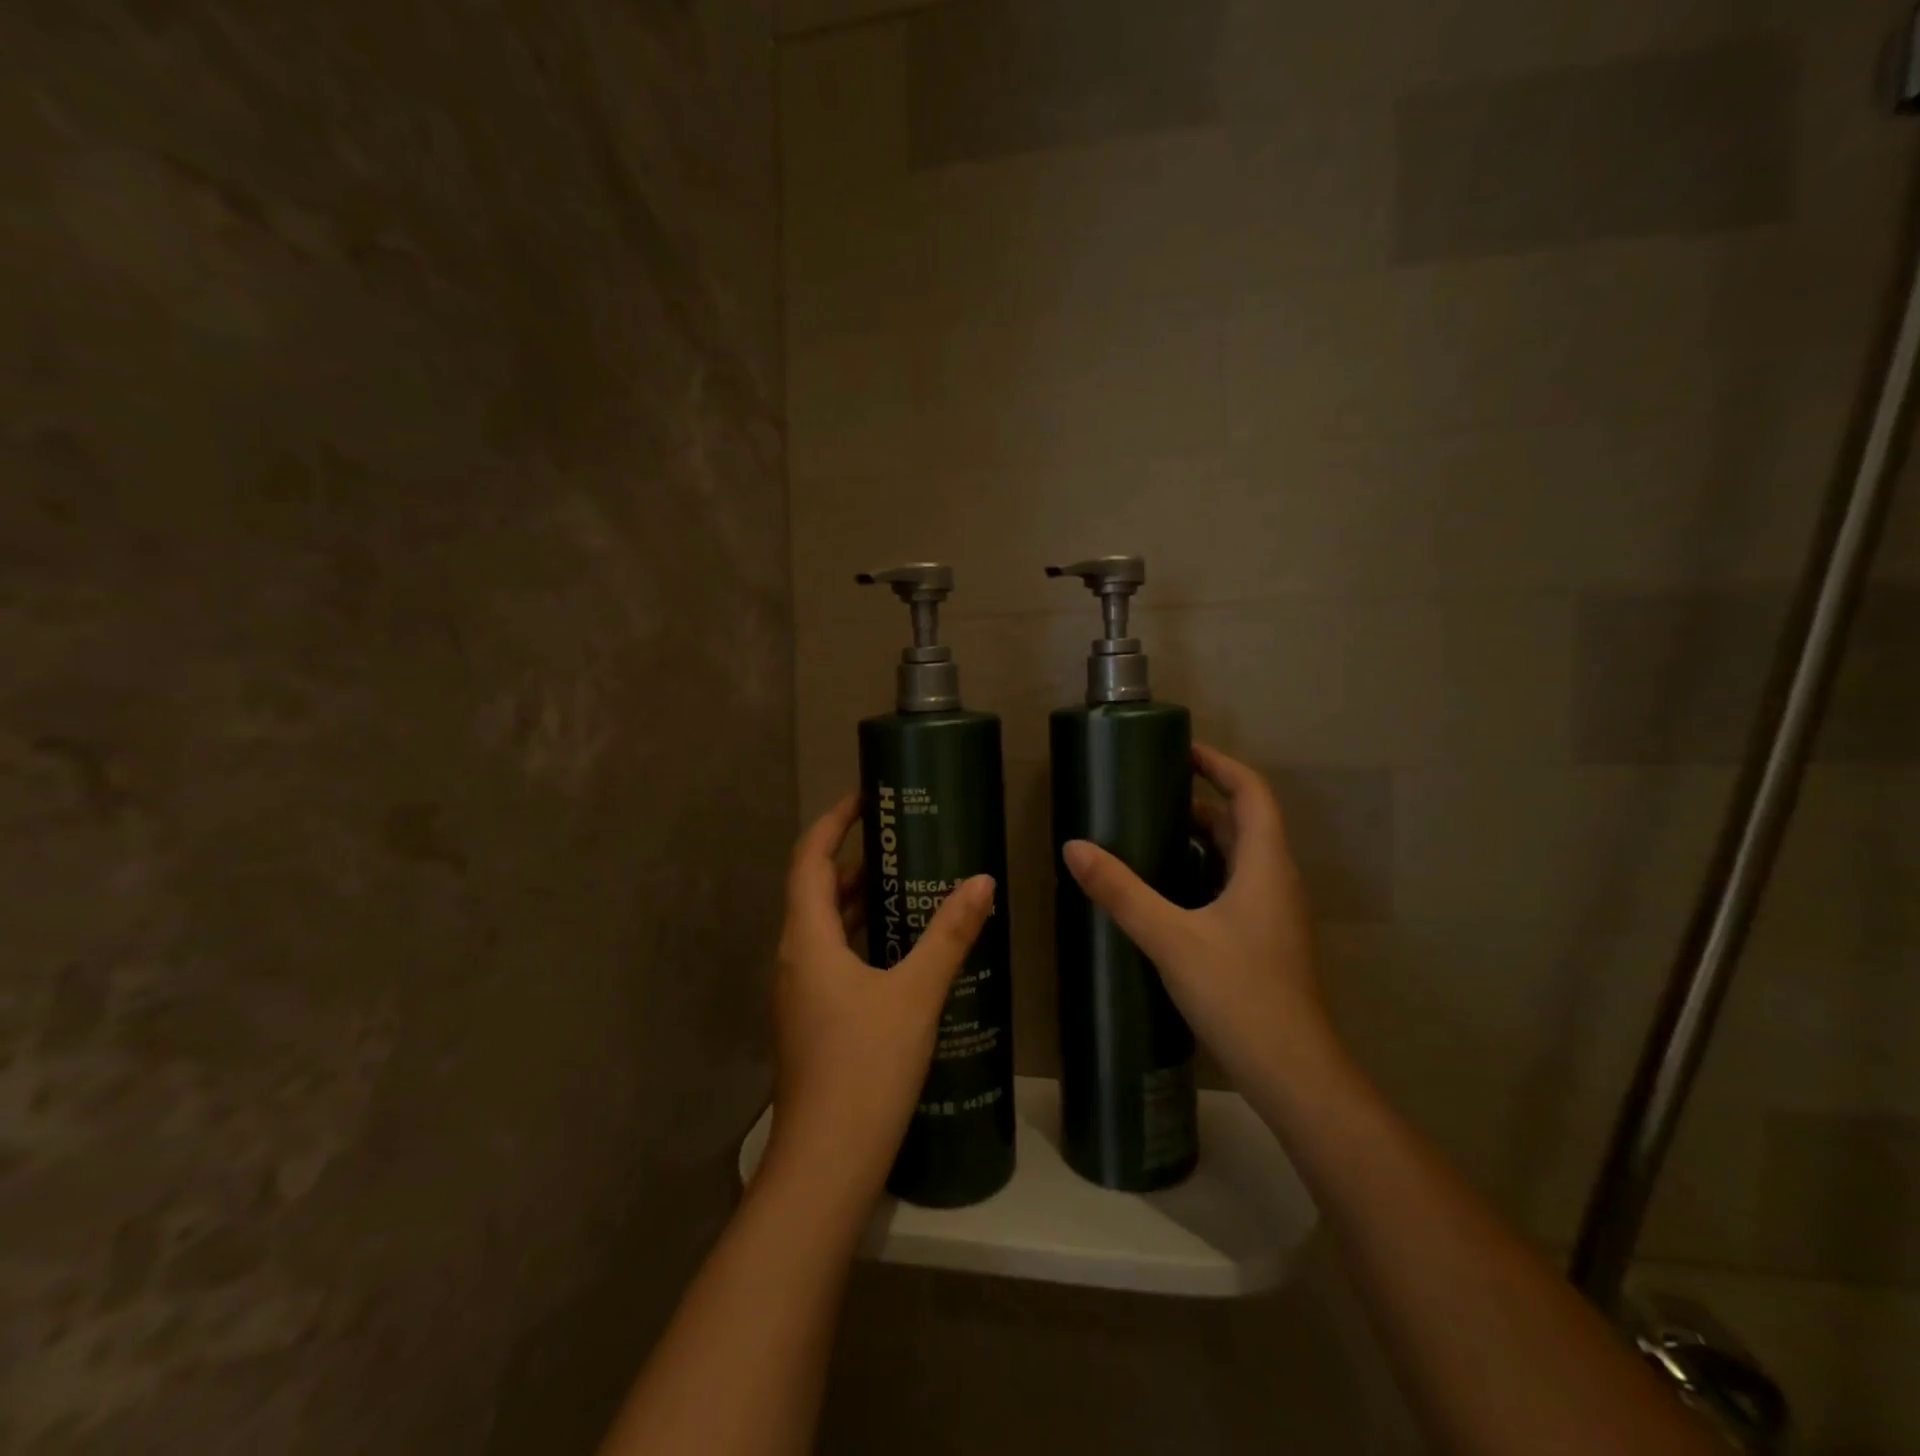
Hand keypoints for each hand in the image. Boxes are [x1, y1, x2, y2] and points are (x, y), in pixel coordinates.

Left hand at [765, 793, 995, 1203]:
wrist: (826, 1164)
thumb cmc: (865, 1067)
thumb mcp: (915, 995)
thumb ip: (949, 935)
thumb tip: (982, 882)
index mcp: (807, 939)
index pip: (809, 858)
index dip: (834, 822)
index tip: (867, 798)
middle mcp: (795, 957)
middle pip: (816, 889)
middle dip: (854, 858)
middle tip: (903, 838)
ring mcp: (800, 991)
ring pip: (826, 927)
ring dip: (859, 900)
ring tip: (908, 881)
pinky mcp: (813, 1019)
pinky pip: (835, 957)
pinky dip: (863, 937)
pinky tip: (902, 947)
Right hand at [1061, 744, 1331, 1104]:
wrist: (1293, 1072)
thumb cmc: (1239, 993)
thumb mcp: (1170, 937)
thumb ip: (1121, 891)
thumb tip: (1074, 847)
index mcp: (1266, 864)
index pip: (1252, 792)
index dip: (1220, 764)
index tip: (1180, 752)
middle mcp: (1277, 880)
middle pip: (1244, 823)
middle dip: (1200, 803)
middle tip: (1149, 798)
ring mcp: (1276, 913)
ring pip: (1240, 858)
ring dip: (1202, 840)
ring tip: (1150, 838)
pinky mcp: (1267, 940)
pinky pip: (1236, 887)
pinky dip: (1205, 873)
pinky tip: (1168, 894)